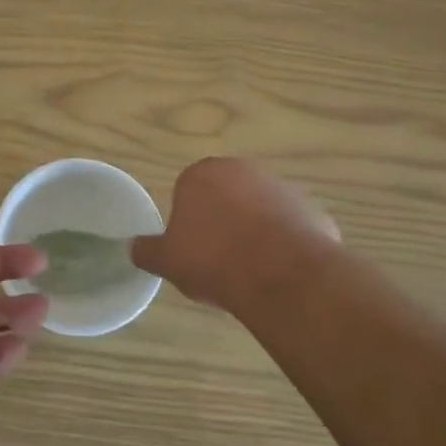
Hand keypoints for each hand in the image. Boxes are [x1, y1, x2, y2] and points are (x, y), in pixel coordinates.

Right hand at [130, 158, 341, 315]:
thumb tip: (132, 248)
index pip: (188, 191)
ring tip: (252, 270)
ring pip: (261, 210)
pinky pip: (292, 227)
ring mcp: (282, 187)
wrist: (280, 275)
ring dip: (256, 231)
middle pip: (227, 195)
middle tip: (219, 259)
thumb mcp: (167, 261)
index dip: (189, 222)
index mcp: (201, 174)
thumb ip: (147, 251)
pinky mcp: (312, 210)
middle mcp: (242, 170)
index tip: (193, 249)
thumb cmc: (213, 260)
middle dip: (223, 221)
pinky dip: (286, 245)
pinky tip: (281, 272)